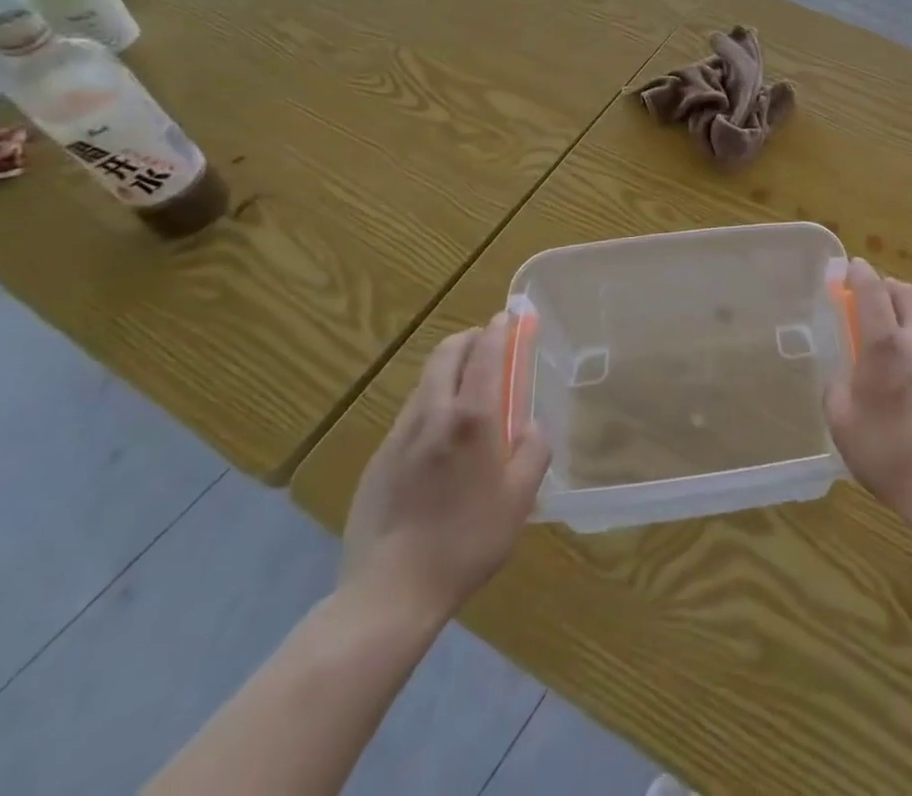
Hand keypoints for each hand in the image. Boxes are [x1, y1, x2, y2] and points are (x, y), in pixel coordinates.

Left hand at [340, 311, 550, 626]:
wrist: (389, 594)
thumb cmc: (467, 541)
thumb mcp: (521, 497)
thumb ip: (533, 449)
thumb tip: (530, 426)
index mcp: (472, 417)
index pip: (485, 351)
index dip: (499, 328)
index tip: (510, 317)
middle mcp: (433, 414)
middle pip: (446, 353)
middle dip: (469, 339)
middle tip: (489, 344)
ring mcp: (399, 436)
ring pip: (425, 382)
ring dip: (448, 370)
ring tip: (468, 392)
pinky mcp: (377, 461)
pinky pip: (410, 415)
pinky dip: (431, 405)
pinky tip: (441, 440)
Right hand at [824, 259, 911, 537]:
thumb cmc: (888, 453)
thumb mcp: (842, 422)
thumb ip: (837, 386)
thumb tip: (844, 371)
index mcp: (886, 344)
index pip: (872, 290)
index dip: (859, 273)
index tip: (850, 267)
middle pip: (907, 293)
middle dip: (887, 286)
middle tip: (870, 298)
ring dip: (906, 312)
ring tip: (889, 335)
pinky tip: (911, 368)